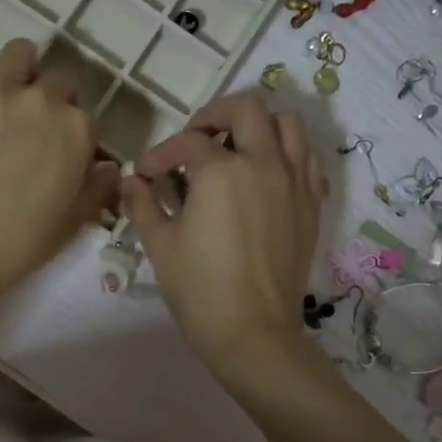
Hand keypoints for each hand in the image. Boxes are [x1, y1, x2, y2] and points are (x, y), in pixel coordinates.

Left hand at [0, 39, 118, 310]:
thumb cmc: (21, 241)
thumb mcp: (74, 221)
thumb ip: (98, 187)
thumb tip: (109, 166)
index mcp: (77, 129)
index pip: (83, 115)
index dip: (70, 133)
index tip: (55, 151)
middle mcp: (42, 99)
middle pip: (55, 82)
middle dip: (47, 102)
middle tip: (27, 130)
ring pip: (18, 55)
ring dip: (18, 73)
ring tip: (3, 100)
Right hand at [121, 93, 324, 377]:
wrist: (253, 332)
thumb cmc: (199, 289)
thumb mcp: (160, 245)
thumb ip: (143, 204)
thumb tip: (130, 182)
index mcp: (220, 171)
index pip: (186, 143)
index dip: (160, 155)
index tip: (147, 175)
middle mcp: (263, 163)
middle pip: (245, 109)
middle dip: (214, 115)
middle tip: (195, 139)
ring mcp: (294, 182)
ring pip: (287, 124)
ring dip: (258, 126)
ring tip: (236, 148)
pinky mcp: (311, 204)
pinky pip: (307, 158)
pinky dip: (287, 153)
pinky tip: (266, 174)